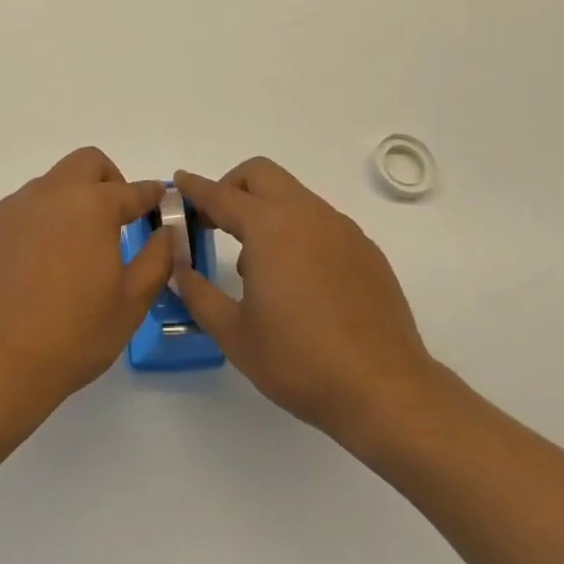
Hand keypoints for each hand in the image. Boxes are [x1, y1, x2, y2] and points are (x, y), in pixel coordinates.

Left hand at [0, 147, 170, 414]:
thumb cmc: (74, 335)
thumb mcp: (131, 302)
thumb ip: (157, 258)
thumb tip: (166, 231)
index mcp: (92, 205)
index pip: (132, 189)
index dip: (150, 194)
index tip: (158, 200)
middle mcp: (50, 193)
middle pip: (85, 163)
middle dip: (106, 180)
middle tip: (112, 218)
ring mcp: (10, 208)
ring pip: (47, 188)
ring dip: (65, 205)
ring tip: (66, 252)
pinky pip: (14, 216)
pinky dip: (30, 229)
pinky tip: (28, 270)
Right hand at [174, 158, 440, 449]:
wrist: (385, 390)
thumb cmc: (301, 361)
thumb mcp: (235, 334)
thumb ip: (198, 294)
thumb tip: (178, 269)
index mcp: (269, 227)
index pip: (221, 195)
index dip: (194, 188)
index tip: (178, 182)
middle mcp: (305, 214)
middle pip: (260, 174)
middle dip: (232, 186)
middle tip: (215, 220)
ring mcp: (340, 228)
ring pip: (292, 195)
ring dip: (265, 210)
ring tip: (257, 265)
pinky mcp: (364, 248)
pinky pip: (320, 221)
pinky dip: (297, 230)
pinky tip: (299, 280)